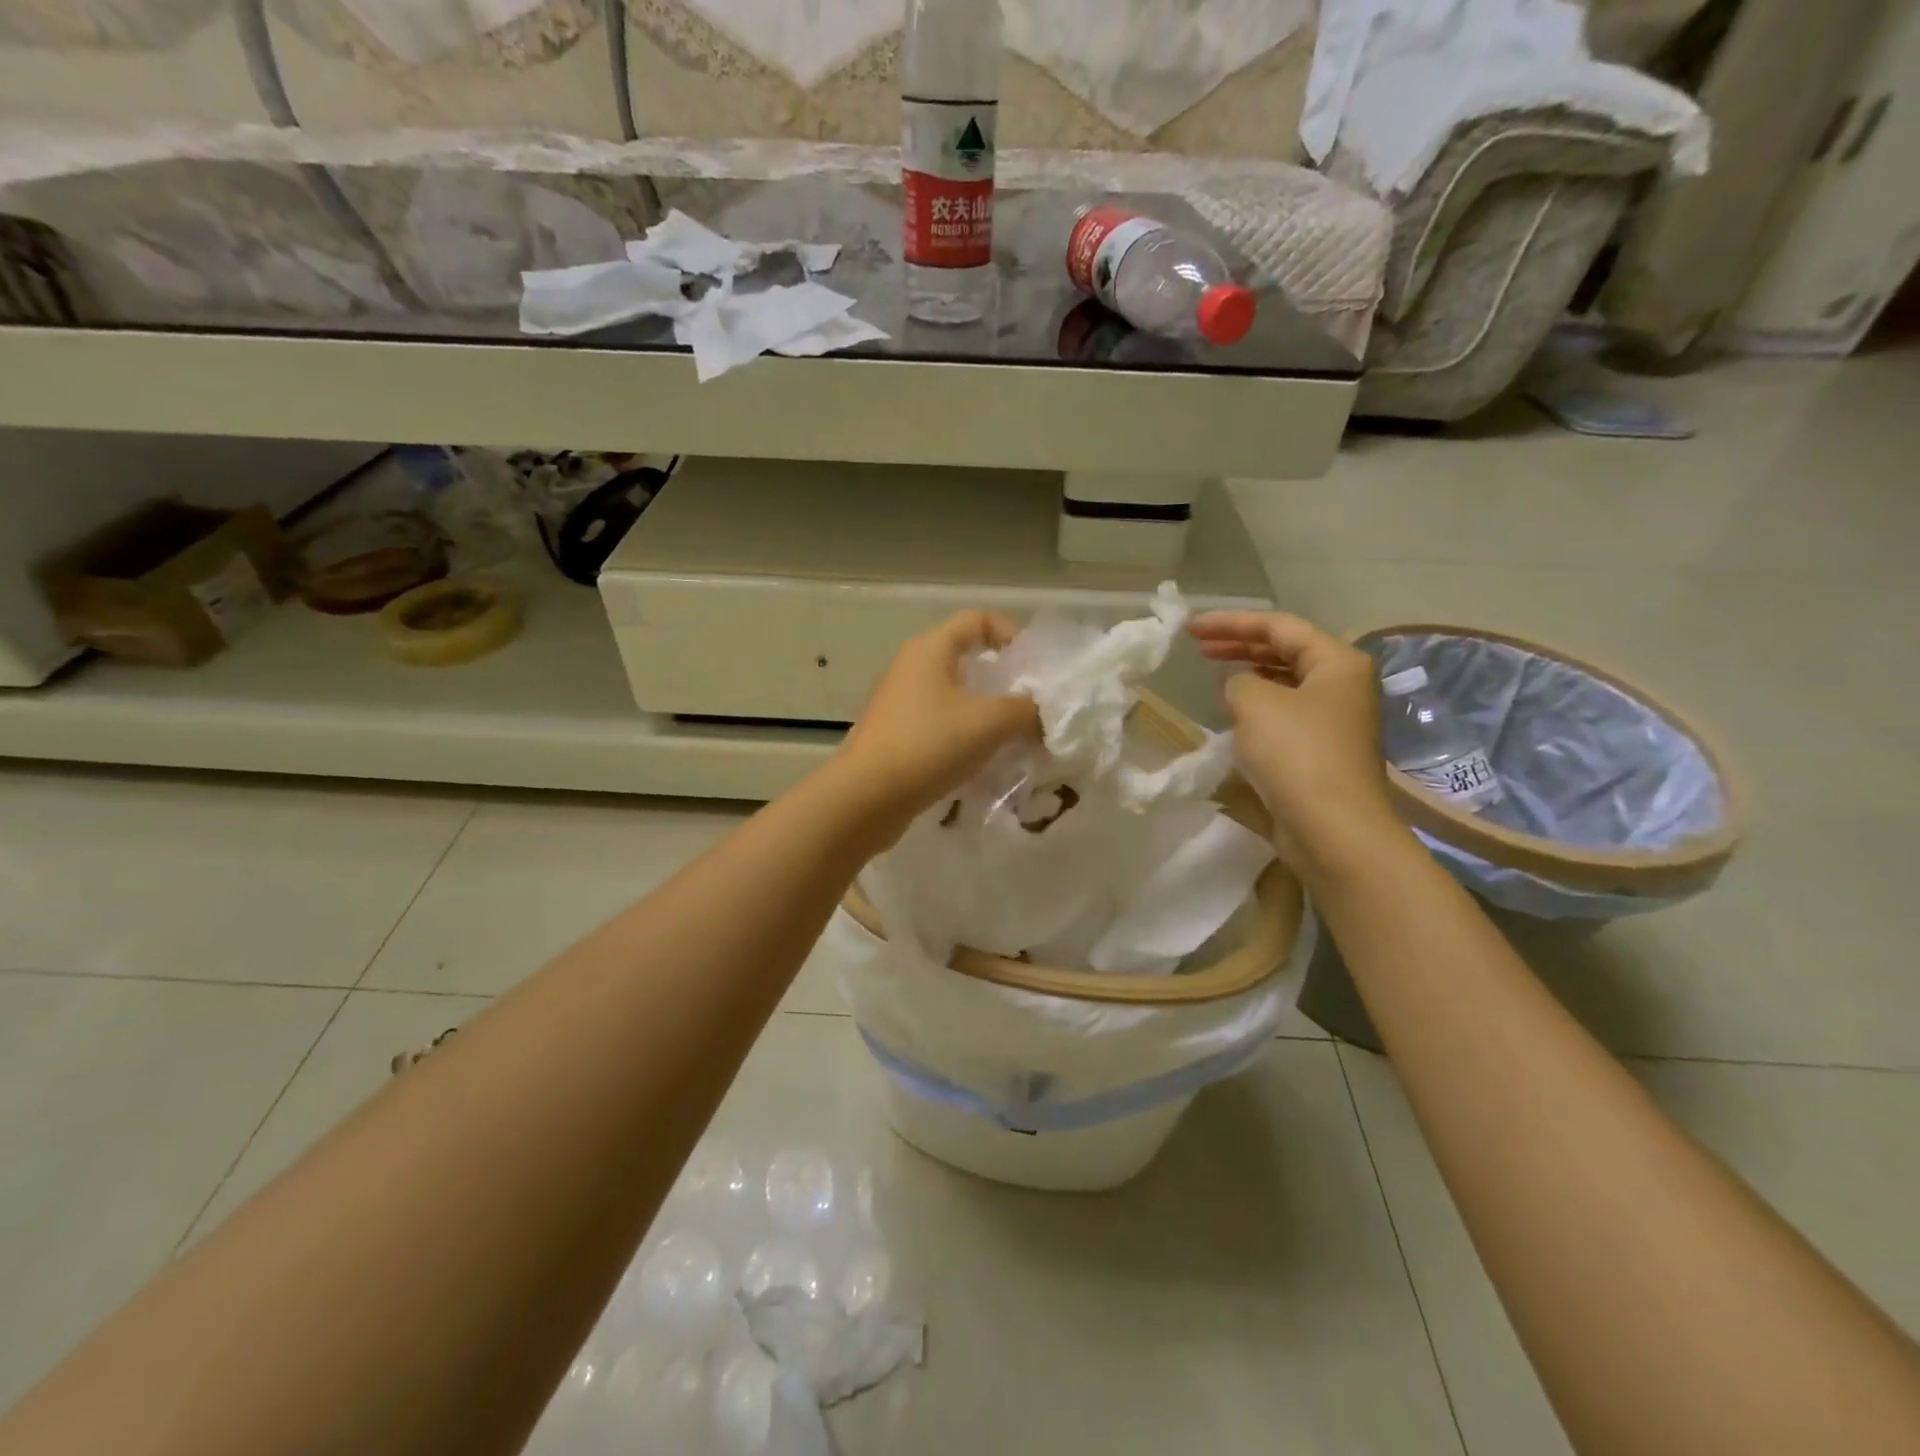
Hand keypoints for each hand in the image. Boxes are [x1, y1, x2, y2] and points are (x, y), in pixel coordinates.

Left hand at [835, 611, 1040, 830]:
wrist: (865, 798)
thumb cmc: (928, 745)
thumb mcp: (989, 723)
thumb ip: (1026, 710)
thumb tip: (1045, 713)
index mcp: (930, 649)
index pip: (977, 620)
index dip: (1012, 635)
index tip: (1036, 669)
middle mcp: (912, 668)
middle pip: (967, 660)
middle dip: (1004, 682)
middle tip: (1033, 708)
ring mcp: (900, 704)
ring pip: (955, 698)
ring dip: (987, 715)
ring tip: (1016, 740)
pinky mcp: (896, 738)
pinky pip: (941, 727)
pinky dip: (966, 738)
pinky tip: (985, 764)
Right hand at [1189, 611, 1400, 870]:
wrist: (1332, 827)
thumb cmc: (1297, 753)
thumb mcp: (1255, 703)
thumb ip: (1237, 680)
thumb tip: (1238, 686)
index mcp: (1337, 661)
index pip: (1278, 626)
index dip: (1231, 622)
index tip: (1191, 628)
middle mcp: (1343, 684)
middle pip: (1286, 651)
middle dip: (1240, 645)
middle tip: (1199, 646)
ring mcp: (1336, 719)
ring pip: (1286, 683)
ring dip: (1250, 675)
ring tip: (1214, 675)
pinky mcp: (1323, 750)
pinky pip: (1286, 714)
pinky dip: (1259, 706)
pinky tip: (1234, 714)